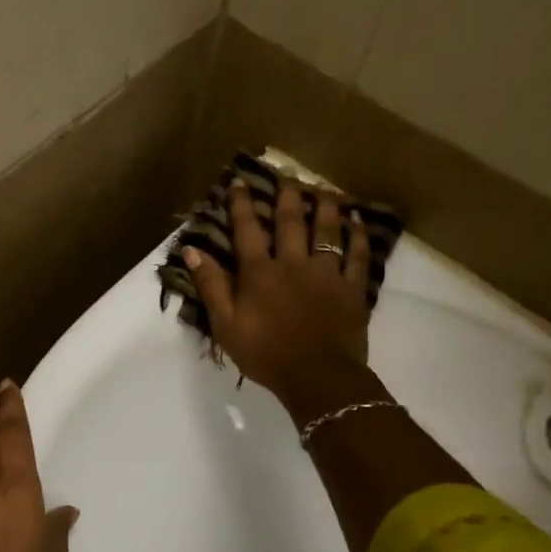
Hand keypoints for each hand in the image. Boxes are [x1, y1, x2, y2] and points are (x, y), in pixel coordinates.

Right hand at [183, 178, 377, 405]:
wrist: (317, 377)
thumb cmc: (265, 353)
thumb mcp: (225, 324)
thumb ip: (211, 286)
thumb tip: (192, 251)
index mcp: (259, 273)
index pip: (247, 231)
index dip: (242, 205)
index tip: (240, 182)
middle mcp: (293, 264)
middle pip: (291, 222)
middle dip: (287, 195)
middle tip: (288, 174)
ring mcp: (327, 274)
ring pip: (327, 231)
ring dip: (325, 207)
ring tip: (324, 189)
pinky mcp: (352, 289)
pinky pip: (358, 256)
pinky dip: (358, 236)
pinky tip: (358, 222)